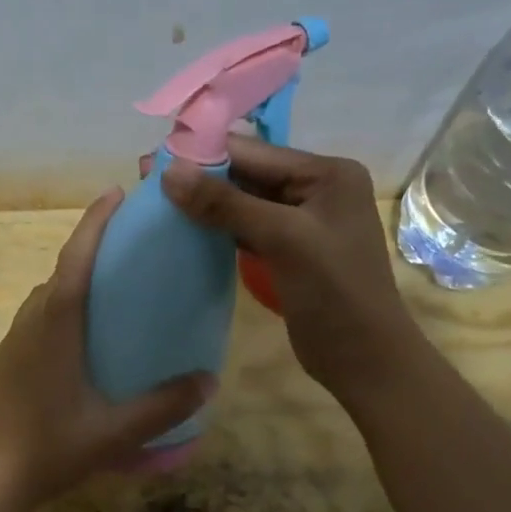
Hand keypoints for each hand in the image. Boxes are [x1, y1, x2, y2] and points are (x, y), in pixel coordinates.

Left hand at [0, 188, 215, 511]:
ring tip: (113, 288)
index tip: (115, 193)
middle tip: (131, 246)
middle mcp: (31, 320)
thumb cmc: (46, 447)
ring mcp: (13, 340)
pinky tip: (84, 336)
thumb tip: (209, 381)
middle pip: (62, 270)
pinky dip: (64, 308)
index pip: (76, 256)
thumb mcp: (113, 431)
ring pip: (48, 296)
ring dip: (76, 279)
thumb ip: (163, 406)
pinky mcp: (6, 361)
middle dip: (92, 247)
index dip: (95, 221)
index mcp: (55, 323)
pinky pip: (40, 318)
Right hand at [161, 136, 414, 415]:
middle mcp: (316, 188)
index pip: (254, 153)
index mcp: (326, 173)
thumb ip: (226, 204)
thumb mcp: (282, 239)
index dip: (203, 154)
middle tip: (146, 179)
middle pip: (248, 174)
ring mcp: (302, 221)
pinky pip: (246, 227)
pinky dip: (218, 227)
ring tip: (158, 202)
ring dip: (205, 203)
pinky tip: (185, 227)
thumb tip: (169, 172)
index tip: (153, 160)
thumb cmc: (334, 292)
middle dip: (200, 177)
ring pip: (244, 202)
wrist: (364, 358)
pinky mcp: (288, 249)